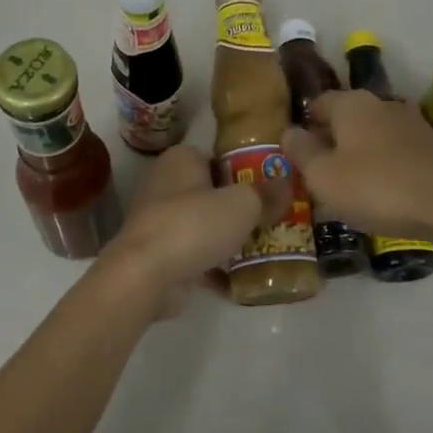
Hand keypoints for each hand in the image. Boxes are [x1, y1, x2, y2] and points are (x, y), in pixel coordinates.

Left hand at [96, 144, 288, 318]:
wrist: (144, 275)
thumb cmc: (193, 224)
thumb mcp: (243, 205)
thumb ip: (267, 194)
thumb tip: (288, 183)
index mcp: (180, 159)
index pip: (218, 157)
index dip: (245, 171)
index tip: (270, 189)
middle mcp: (165, 183)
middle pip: (212, 191)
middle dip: (238, 207)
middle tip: (272, 219)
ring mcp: (158, 220)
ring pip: (203, 223)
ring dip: (227, 236)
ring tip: (263, 247)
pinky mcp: (157, 252)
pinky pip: (194, 252)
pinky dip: (213, 262)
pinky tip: (241, 275)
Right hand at [284, 90, 432, 240]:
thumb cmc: (376, 187)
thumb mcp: (323, 176)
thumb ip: (301, 151)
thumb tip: (289, 132)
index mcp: (351, 103)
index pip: (317, 103)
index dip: (304, 127)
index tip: (298, 155)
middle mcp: (381, 103)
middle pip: (346, 118)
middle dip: (331, 141)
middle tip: (320, 174)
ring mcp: (411, 122)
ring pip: (372, 134)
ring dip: (359, 154)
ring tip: (351, 187)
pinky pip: (396, 151)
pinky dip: (385, 166)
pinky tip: (384, 193)